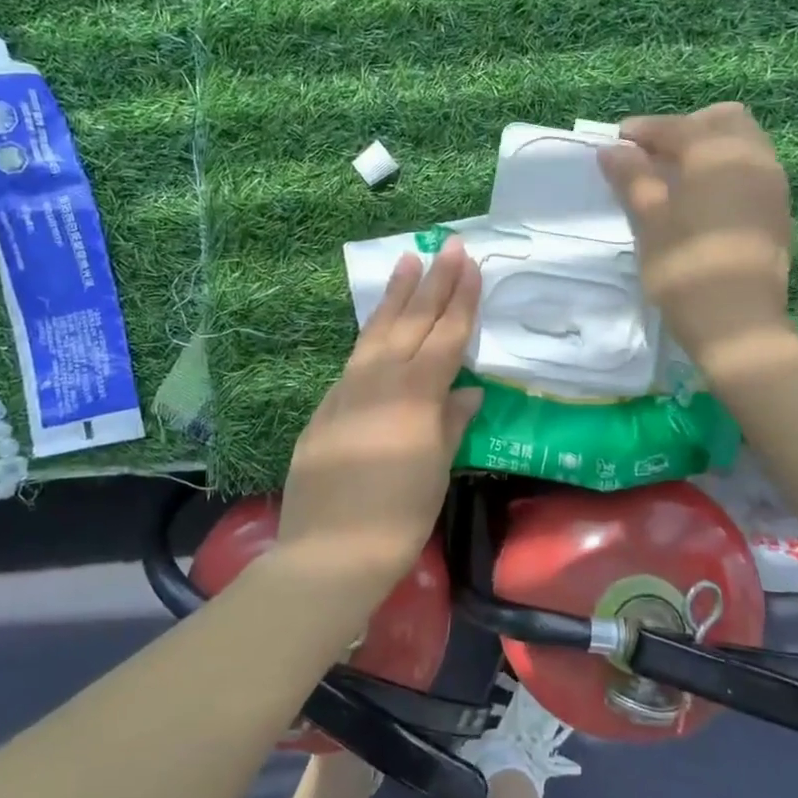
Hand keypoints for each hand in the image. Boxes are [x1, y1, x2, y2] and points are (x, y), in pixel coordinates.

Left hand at [275, 240, 485, 596]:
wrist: (328, 551)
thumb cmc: (397, 517)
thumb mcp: (436, 471)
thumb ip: (450, 424)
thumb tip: (467, 393)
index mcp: (416, 395)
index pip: (446, 336)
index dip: (461, 299)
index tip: (471, 264)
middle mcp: (381, 381)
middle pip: (412, 322)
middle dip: (433, 282)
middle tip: (446, 246)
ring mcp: (348, 390)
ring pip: (377, 332)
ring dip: (394, 295)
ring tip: (406, 260)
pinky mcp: (327, 406)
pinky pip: (356, 357)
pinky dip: (372, 333)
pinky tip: (377, 326)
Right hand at [597, 103, 794, 369]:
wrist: (738, 325)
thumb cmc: (685, 269)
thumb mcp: (650, 222)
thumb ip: (633, 178)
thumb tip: (613, 149)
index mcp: (718, 155)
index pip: (678, 127)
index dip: (644, 131)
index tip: (617, 142)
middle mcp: (753, 159)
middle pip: (723, 121)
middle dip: (685, 129)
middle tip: (652, 156)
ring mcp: (772, 185)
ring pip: (742, 144)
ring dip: (707, 149)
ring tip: (672, 178)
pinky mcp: (777, 212)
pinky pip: (751, 171)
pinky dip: (724, 171)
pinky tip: (699, 200)